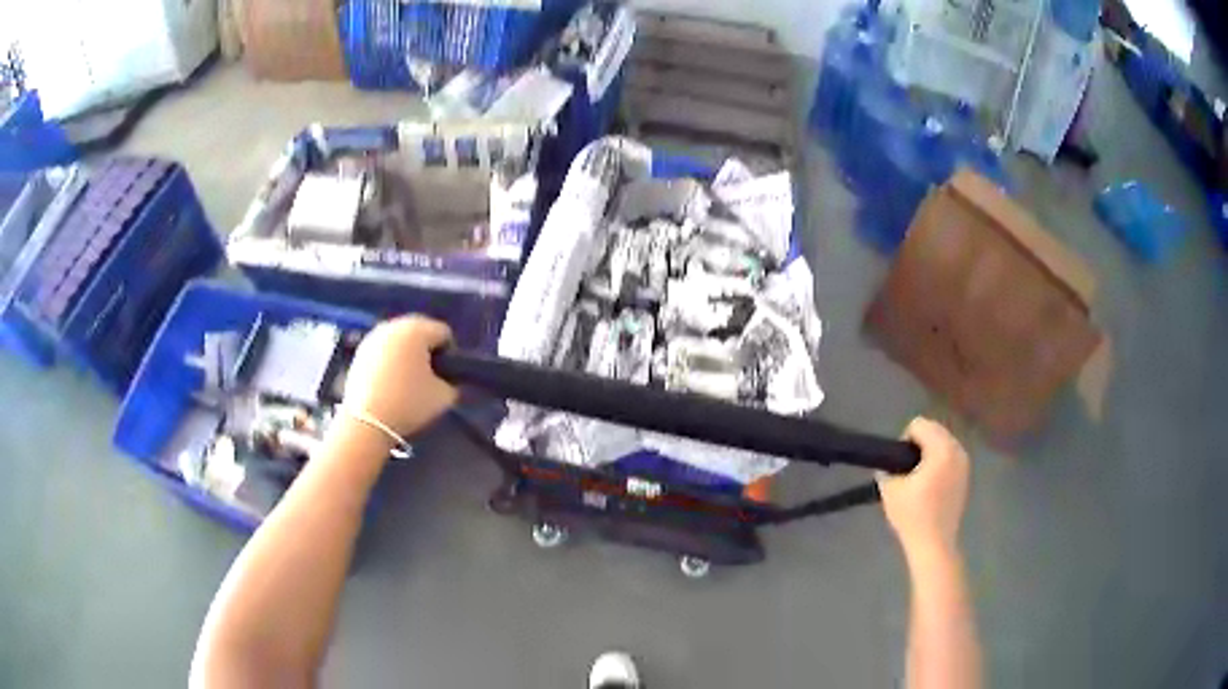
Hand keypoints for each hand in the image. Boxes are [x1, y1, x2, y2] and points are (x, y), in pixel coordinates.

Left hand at [342, 316, 458, 437]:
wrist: (366, 421)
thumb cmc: (408, 403)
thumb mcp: (443, 397)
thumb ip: (453, 383)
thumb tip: (447, 380)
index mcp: (417, 329)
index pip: (444, 332)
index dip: (450, 354)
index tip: (446, 376)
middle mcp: (394, 325)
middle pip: (420, 330)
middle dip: (427, 349)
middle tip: (429, 376)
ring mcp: (374, 336)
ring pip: (400, 338)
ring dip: (407, 353)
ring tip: (407, 379)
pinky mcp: (360, 350)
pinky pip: (383, 348)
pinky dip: (390, 359)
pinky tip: (390, 381)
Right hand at [877, 417, 970, 556]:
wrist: (934, 543)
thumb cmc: (912, 515)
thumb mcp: (890, 490)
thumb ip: (887, 469)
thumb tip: (888, 465)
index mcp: (940, 449)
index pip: (919, 425)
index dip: (904, 440)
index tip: (899, 464)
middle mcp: (956, 450)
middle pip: (934, 430)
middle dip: (919, 444)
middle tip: (907, 470)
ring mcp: (964, 463)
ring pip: (943, 443)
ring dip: (930, 452)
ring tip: (918, 477)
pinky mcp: (965, 476)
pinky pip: (950, 456)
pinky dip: (940, 463)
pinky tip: (931, 485)